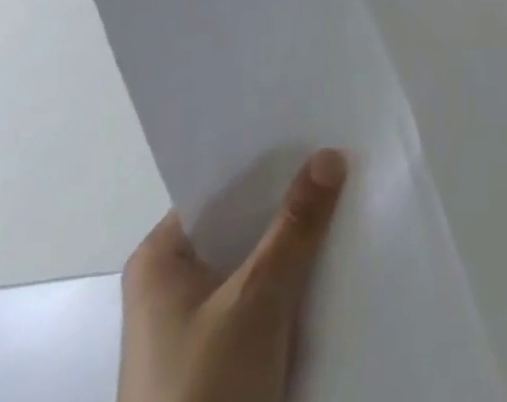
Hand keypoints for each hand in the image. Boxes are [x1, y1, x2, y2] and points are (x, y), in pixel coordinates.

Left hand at [119, 149, 347, 401]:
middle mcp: (170, 284)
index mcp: (159, 259)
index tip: (315, 131)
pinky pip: (259, 298)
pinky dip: (290, 281)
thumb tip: (329, 154)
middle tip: (342, 159)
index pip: (221, 186)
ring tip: (347, 199)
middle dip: (289, 200)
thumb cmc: (204, 390)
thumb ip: (295, 226)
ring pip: (254, 261)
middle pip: (241, 223)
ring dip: (294, 242)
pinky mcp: (217, 356)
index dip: (268, 159)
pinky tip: (331, 262)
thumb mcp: (256, 301)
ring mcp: (193, 324)